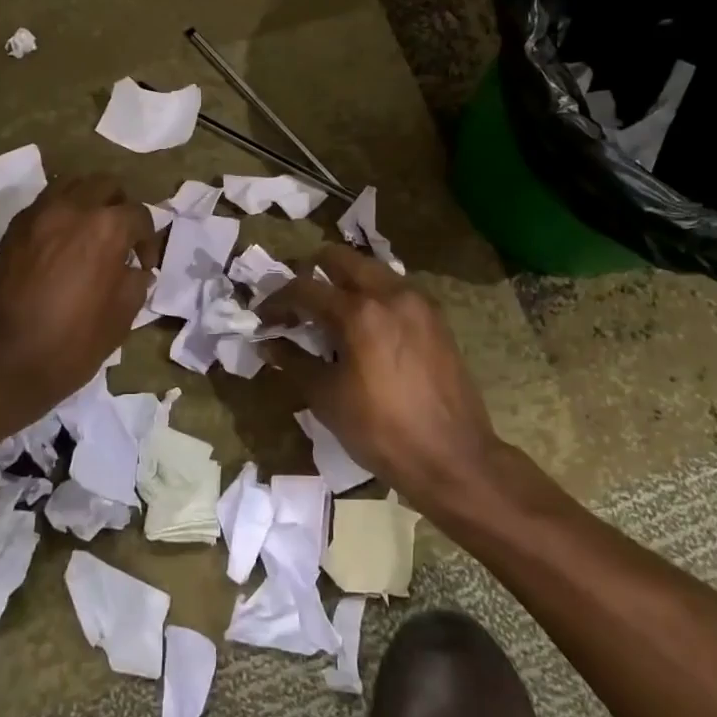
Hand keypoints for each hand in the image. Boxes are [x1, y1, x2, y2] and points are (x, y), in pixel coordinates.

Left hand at [0, 173, 158, 423]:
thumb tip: (135, 269)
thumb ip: (134, 283)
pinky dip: (61, 213)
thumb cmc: (69, 346)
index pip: (139, 214)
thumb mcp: (120, 320)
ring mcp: (38, 215)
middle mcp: (72, 208)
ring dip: (88, 202)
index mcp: (106, 228)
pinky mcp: (13, 229)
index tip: (144, 265)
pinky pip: (45, 204)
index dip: (147, 240)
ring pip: (72, 185)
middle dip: (119, 206)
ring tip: (91, 234)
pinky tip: (63, 244)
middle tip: (121, 239)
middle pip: (105, 185)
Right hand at [259, 245, 508, 509]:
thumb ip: (294, 362)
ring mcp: (418, 302)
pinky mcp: (435, 317)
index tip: (262, 317)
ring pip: (370, 269)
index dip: (276, 300)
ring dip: (344, 281)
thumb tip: (268, 343)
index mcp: (360, 312)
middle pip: (340, 258)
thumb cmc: (382, 432)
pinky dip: (372, 295)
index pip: (304, 289)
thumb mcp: (328, 399)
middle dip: (311, 273)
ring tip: (329, 313)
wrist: (454, 459)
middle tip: (297, 303)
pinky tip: (364, 327)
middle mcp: (390, 293)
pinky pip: (395, 289)